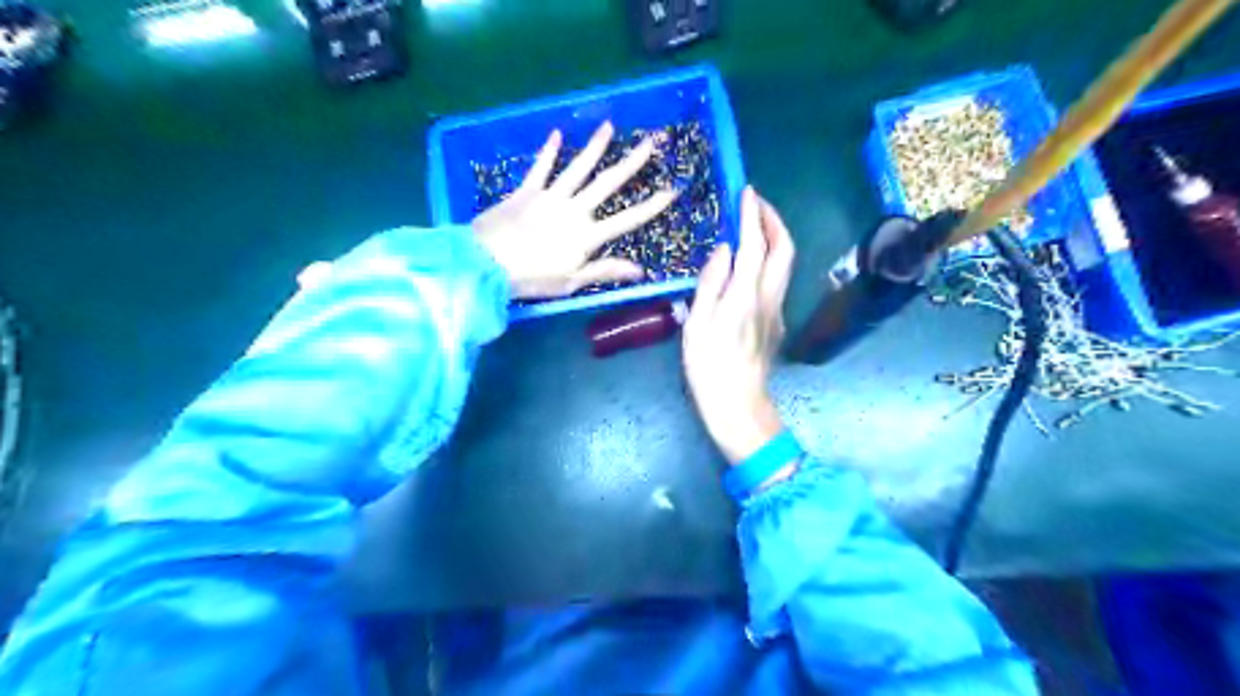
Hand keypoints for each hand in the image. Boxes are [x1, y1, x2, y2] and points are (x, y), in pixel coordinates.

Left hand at [470, 119, 676, 299]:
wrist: (485, 263)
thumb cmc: (530, 279)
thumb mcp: (571, 283)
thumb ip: (604, 271)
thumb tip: (639, 270)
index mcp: (587, 236)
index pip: (628, 219)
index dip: (652, 206)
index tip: (672, 190)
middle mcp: (574, 210)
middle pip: (607, 184)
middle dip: (632, 163)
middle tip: (651, 143)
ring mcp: (550, 197)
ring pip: (578, 168)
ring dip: (595, 147)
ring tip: (609, 127)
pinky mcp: (526, 191)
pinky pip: (540, 168)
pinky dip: (548, 151)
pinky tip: (556, 134)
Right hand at [687, 188, 792, 463]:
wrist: (737, 404)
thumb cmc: (709, 366)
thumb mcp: (697, 323)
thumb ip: (711, 282)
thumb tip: (724, 249)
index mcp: (746, 295)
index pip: (755, 245)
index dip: (752, 215)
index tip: (747, 191)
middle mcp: (769, 297)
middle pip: (785, 249)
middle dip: (774, 220)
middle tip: (755, 204)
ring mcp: (777, 310)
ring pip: (785, 264)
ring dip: (774, 238)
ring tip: (753, 226)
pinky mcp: (777, 322)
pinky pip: (778, 280)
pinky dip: (769, 259)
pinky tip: (751, 263)